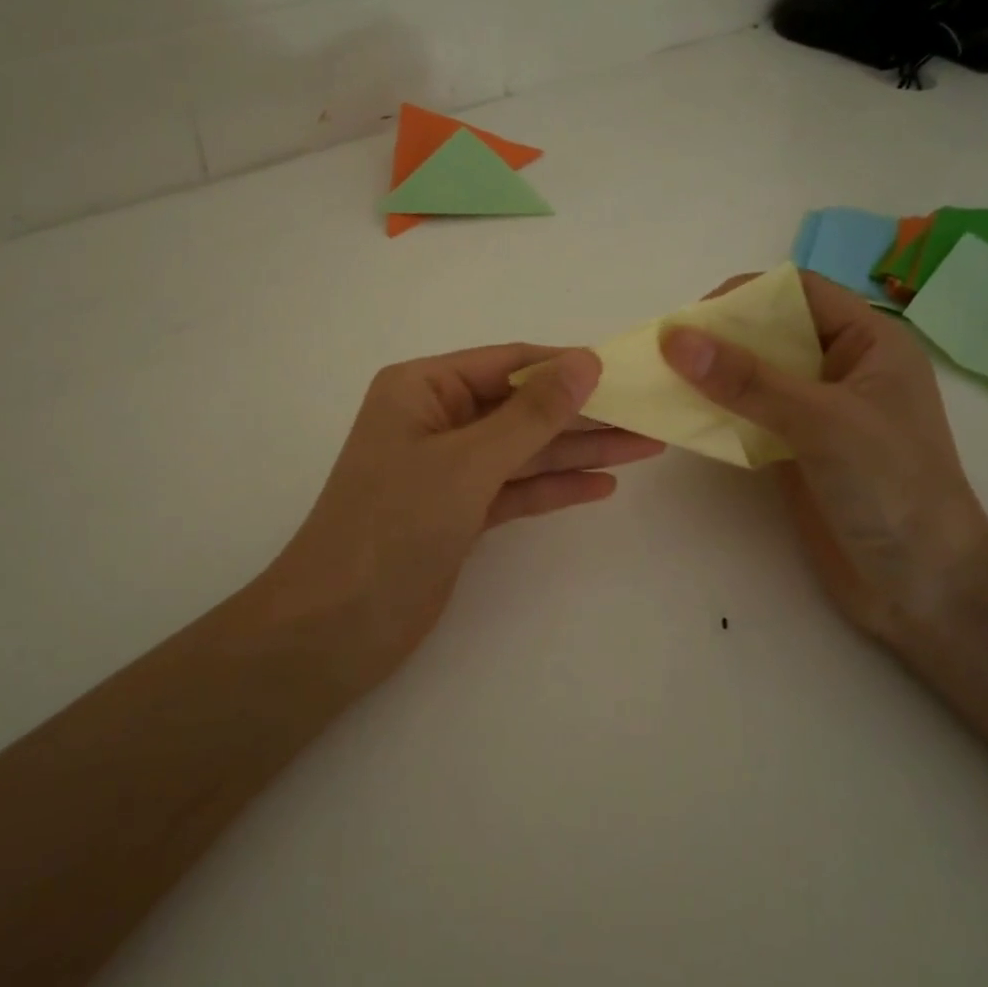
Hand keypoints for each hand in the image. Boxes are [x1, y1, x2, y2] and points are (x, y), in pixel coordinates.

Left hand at [265, 345, 664, 688]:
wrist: (338, 625)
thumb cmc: (395, 525)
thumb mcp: (468, 462)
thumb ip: (531, 414)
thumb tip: (586, 360)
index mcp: (422, 389)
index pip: (507, 363)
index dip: (565, 366)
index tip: (624, 369)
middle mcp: (434, 421)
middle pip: (520, 409)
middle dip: (582, 413)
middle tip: (649, 414)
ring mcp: (447, 471)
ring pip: (523, 451)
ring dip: (579, 450)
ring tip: (645, 446)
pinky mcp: (457, 514)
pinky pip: (515, 490)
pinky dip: (554, 488)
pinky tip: (602, 485)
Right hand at [660, 272, 987, 645]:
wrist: (926, 586)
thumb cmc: (892, 488)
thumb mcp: (822, 422)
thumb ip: (748, 380)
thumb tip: (674, 337)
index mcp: (870, 342)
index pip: (799, 293)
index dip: (744, 297)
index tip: (690, 322)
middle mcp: (842, 369)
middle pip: (771, 332)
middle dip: (720, 338)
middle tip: (668, 356)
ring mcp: (819, 413)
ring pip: (756, 376)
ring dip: (713, 377)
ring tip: (665, 384)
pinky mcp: (797, 451)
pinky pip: (750, 417)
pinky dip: (718, 414)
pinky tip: (686, 420)